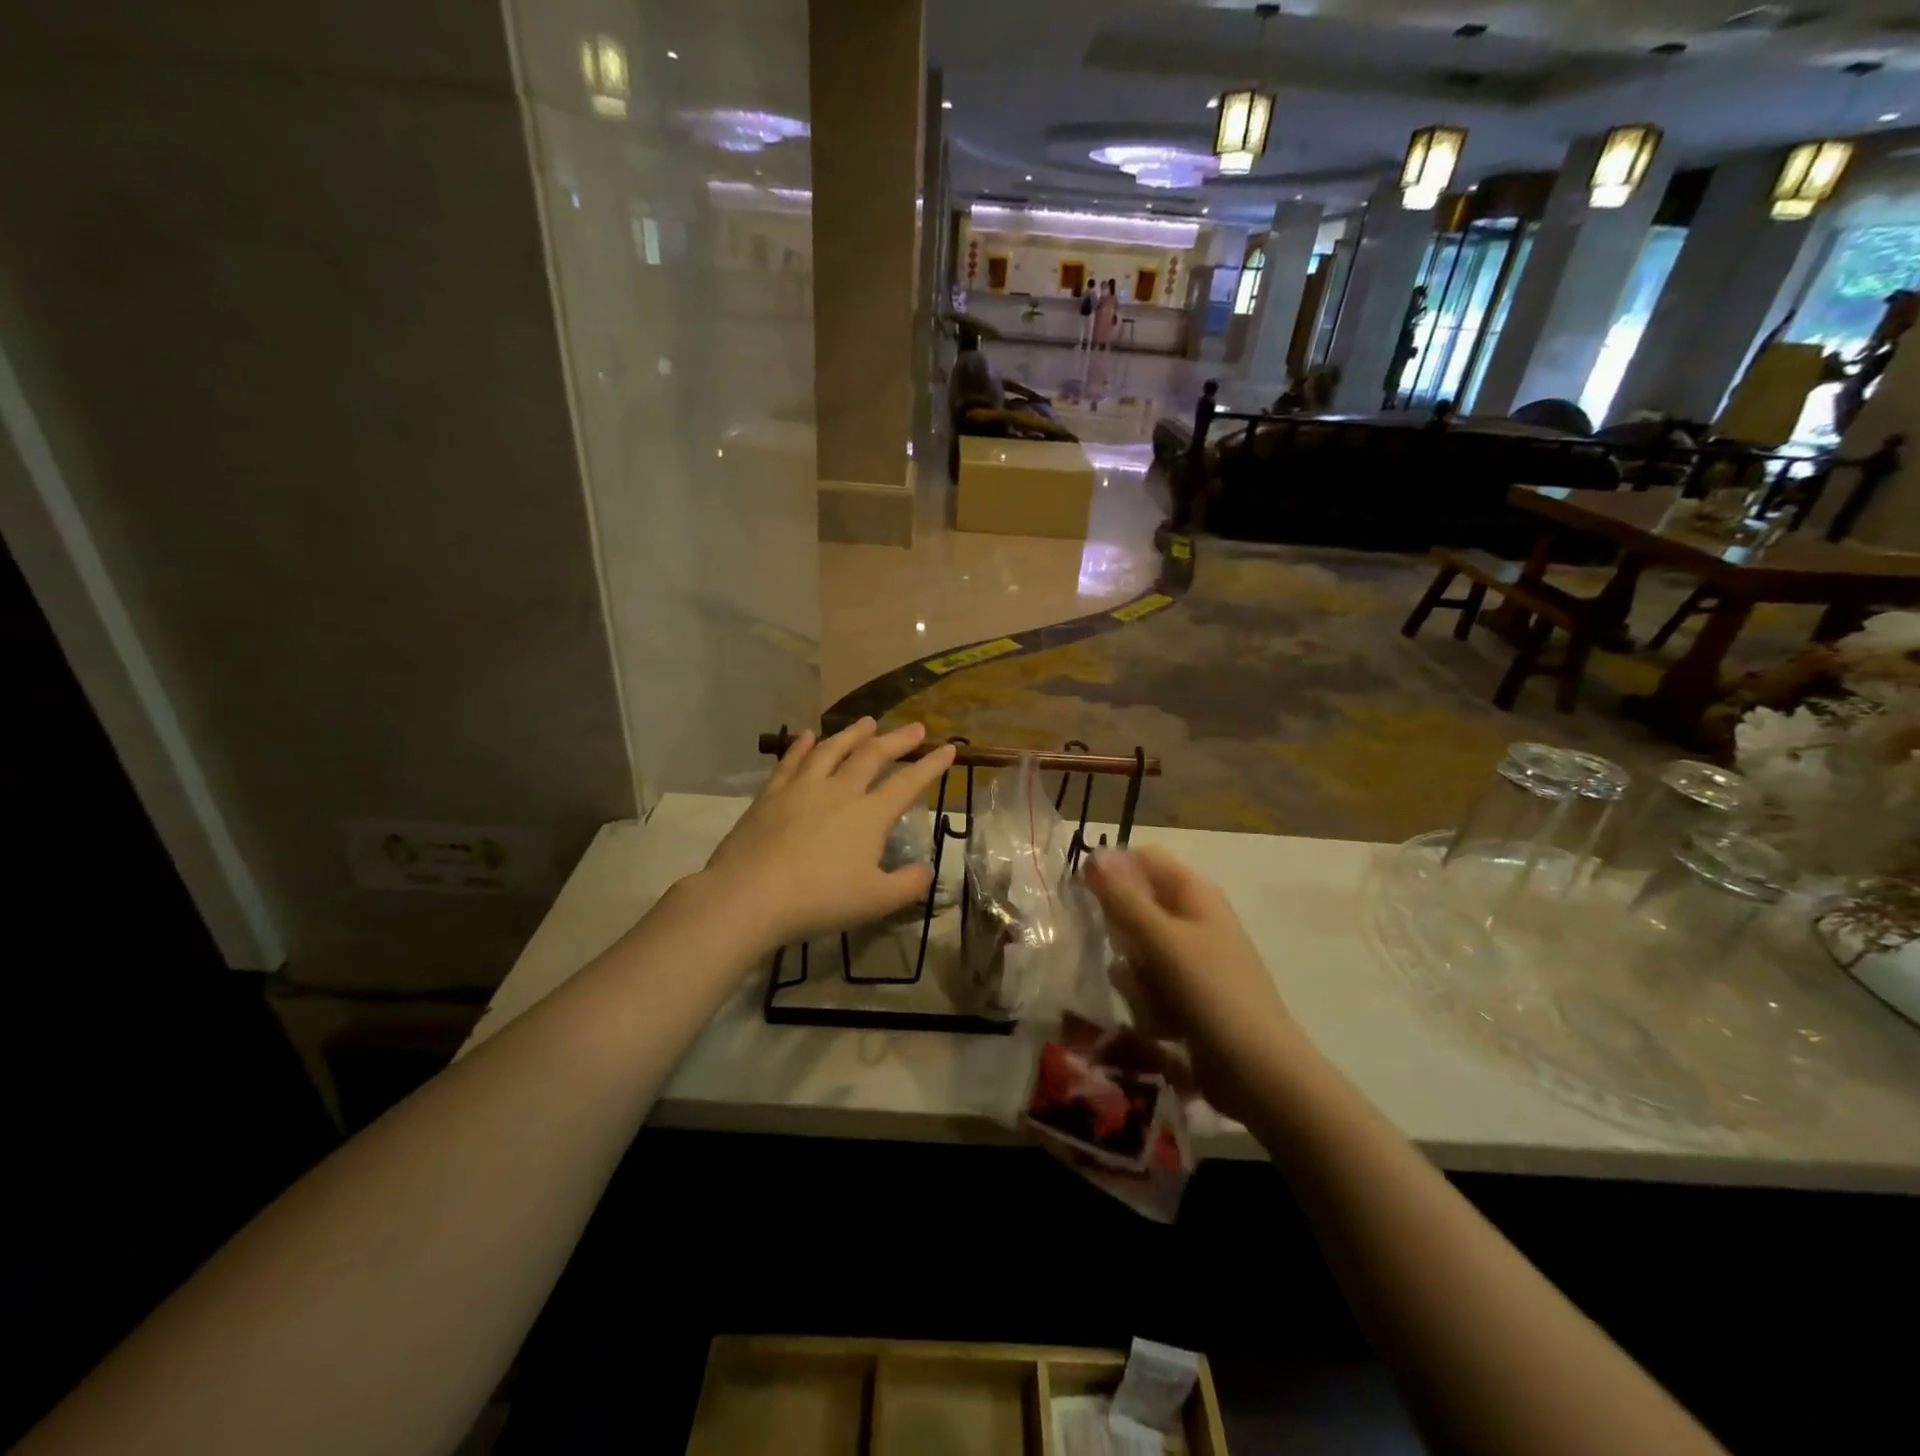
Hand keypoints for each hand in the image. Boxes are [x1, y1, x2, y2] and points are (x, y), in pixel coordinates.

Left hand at [699, 719, 955, 950]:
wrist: (752, 894)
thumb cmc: (820, 899)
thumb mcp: (876, 901)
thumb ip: (908, 884)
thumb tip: (926, 870)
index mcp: (870, 815)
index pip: (908, 783)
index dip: (931, 766)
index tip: (948, 748)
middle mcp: (840, 791)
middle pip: (872, 756)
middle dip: (897, 740)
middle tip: (913, 727)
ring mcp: (802, 788)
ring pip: (832, 750)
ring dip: (852, 734)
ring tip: (867, 721)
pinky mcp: (771, 795)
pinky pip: (791, 762)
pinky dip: (801, 746)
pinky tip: (806, 735)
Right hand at [1085, 847, 1295, 1118]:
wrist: (1258, 1072)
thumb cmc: (1212, 993)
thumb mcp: (1162, 940)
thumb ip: (1124, 898)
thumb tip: (1093, 853)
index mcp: (1195, 894)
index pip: (1143, 859)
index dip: (1113, 870)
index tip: (1085, 895)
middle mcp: (1193, 919)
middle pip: (1136, 907)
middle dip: (1123, 935)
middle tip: (1130, 958)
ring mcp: (1190, 959)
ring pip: (1136, 950)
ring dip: (1134, 975)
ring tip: (1150, 998)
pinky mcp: (1185, 995)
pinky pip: (1148, 984)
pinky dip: (1148, 1001)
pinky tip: (1161, 1024)